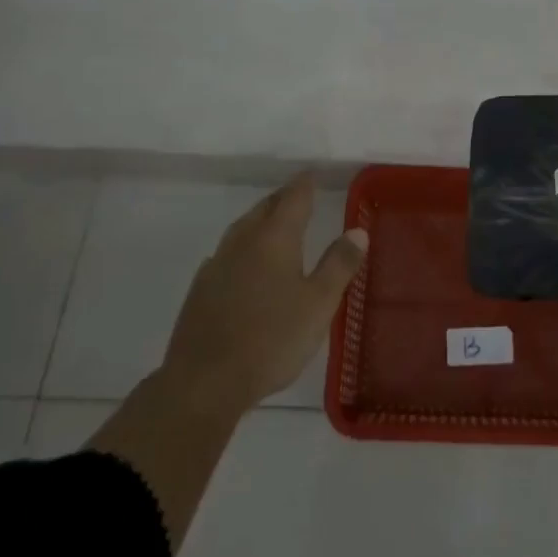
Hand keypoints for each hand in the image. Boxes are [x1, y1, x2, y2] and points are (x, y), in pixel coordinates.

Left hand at [161, 173, 368, 413]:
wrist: (203, 383)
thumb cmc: (271, 340)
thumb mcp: (318, 304)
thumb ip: (339, 264)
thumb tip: (358, 230)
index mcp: (275, 239)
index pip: (293, 198)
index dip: (305, 184)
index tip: (312, 173)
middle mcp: (244, 242)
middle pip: (264, 209)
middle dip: (282, 199)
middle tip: (296, 195)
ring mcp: (217, 265)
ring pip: (241, 229)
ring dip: (259, 219)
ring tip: (271, 222)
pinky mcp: (200, 290)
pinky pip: (225, 254)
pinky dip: (240, 248)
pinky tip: (242, 263)